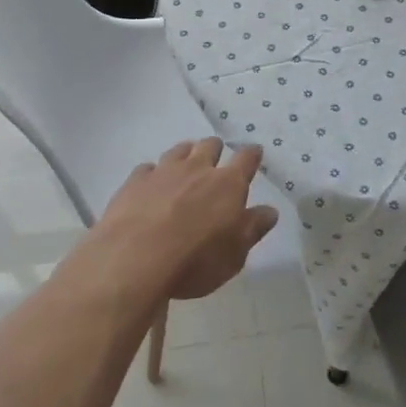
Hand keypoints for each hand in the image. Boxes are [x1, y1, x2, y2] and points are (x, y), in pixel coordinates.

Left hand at [93, 139, 278, 299]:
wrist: (135, 258)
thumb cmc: (196, 261)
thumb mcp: (235, 255)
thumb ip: (253, 229)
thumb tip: (270, 211)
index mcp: (228, 184)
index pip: (246, 159)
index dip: (252, 155)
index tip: (254, 153)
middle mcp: (197, 169)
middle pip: (209, 145)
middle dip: (215, 149)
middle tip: (215, 160)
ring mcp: (163, 171)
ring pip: (179, 150)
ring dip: (185, 155)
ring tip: (185, 165)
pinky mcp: (135, 181)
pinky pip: (148, 168)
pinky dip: (153, 174)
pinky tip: (150, 185)